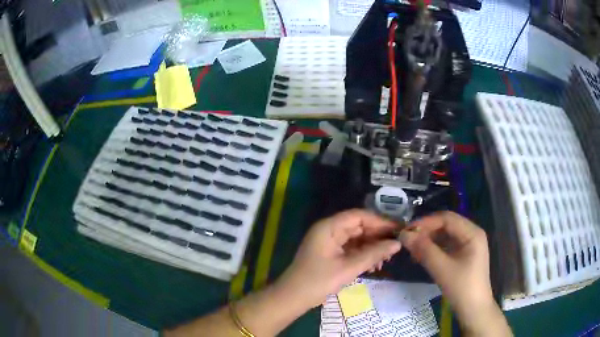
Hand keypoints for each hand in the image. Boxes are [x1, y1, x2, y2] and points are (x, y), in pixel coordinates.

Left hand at [276, 209, 401, 308]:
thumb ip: (374, 254)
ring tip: (386, 259)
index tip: (398, 229)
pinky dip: (363, 254)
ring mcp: (329, 242)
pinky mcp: (330, 253)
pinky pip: (351, 248)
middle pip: (359, 226)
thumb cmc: (318, 281)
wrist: (293, 298)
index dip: (380, 221)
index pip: (359, 216)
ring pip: (356, 238)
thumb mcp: (349, 268)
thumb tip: (397, 243)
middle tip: (395, 247)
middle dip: (378, 236)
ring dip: (372, 247)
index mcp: (329, 227)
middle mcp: (329, 230)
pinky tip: (374, 265)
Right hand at [399, 212, 508, 334]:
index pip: (447, 218)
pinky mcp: (464, 255)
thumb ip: (423, 250)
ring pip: (445, 235)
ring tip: (412, 250)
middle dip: (426, 232)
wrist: (474, 310)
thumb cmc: (461, 288)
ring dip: (429, 241)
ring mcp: (469, 245)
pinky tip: (422, 257)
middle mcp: (472, 234)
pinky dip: (434, 249)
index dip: (426, 222)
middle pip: (446, 225)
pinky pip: (447, 246)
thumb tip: (403, 235)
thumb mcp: (442, 269)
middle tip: (407, 241)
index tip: (407, 231)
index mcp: (472, 233)